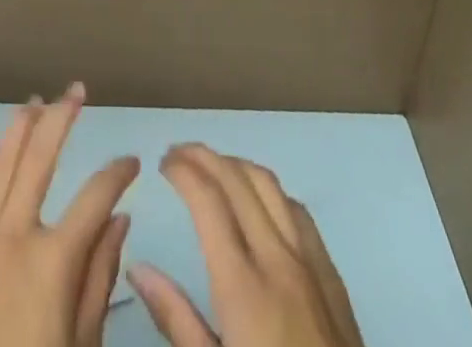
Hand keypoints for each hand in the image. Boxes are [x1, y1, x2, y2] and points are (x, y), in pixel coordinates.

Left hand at [0, 83, 139, 346]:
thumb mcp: (82, 345)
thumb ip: (100, 279)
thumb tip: (120, 220)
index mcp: (54, 260)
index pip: (96, 196)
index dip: (118, 173)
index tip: (133, 162)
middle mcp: (13, 237)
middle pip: (40, 158)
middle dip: (62, 117)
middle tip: (78, 90)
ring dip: (18, 129)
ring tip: (35, 102)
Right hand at [128, 145, 364, 346]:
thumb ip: (176, 319)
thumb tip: (138, 268)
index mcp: (243, 286)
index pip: (208, 201)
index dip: (183, 171)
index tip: (162, 162)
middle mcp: (278, 260)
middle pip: (238, 181)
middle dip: (204, 157)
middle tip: (176, 153)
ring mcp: (311, 264)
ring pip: (270, 185)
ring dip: (236, 166)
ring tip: (211, 167)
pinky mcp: (333, 277)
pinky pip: (298, 211)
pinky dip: (269, 191)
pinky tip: (258, 202)